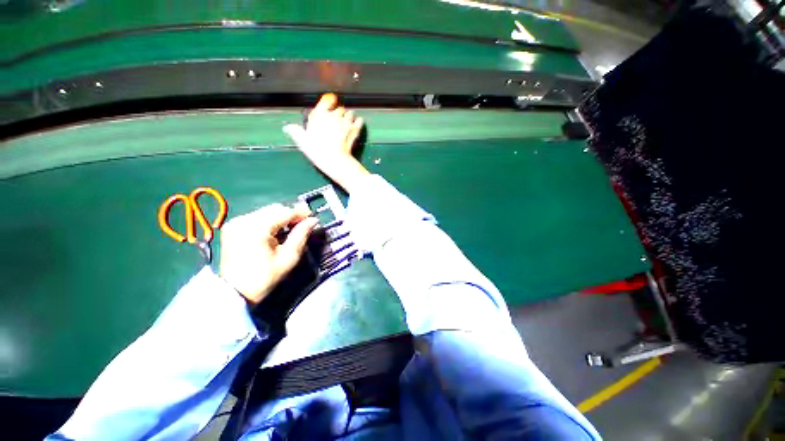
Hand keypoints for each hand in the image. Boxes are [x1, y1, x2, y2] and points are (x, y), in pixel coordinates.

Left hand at [219, 204, 318, 304]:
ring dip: (280, 218)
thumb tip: (313, 220)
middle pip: (275, 209)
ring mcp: (236, 222)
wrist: (235, 292)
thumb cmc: (265, 277)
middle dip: (291, 215)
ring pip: (266, 211)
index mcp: (257, 228)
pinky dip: (269, 221)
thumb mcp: (289, 257)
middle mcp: (244, 220)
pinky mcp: (233, 227)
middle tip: (303, 224)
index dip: (301, 213)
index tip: (313, 217)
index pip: (285, 212)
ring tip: (290, 229)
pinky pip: (257, 217)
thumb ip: (301, 234)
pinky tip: (275, 232)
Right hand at [284, 93, 369, 192]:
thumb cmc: (317, 150)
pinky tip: (357, 124)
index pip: (326, 101)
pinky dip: (358, 122)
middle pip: (339, 109)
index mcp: (320, 115)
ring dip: (348, 116)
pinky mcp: (355, 130)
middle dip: (338, 113)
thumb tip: (288, 127)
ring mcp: (346, 122)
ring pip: (349, 113)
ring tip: (347, 122)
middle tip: (337, 120)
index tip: (330, 103)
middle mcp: (334, 115)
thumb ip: (296, 131)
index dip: (329, 102)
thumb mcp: (303, 141)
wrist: (334, 159)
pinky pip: (359, 121)